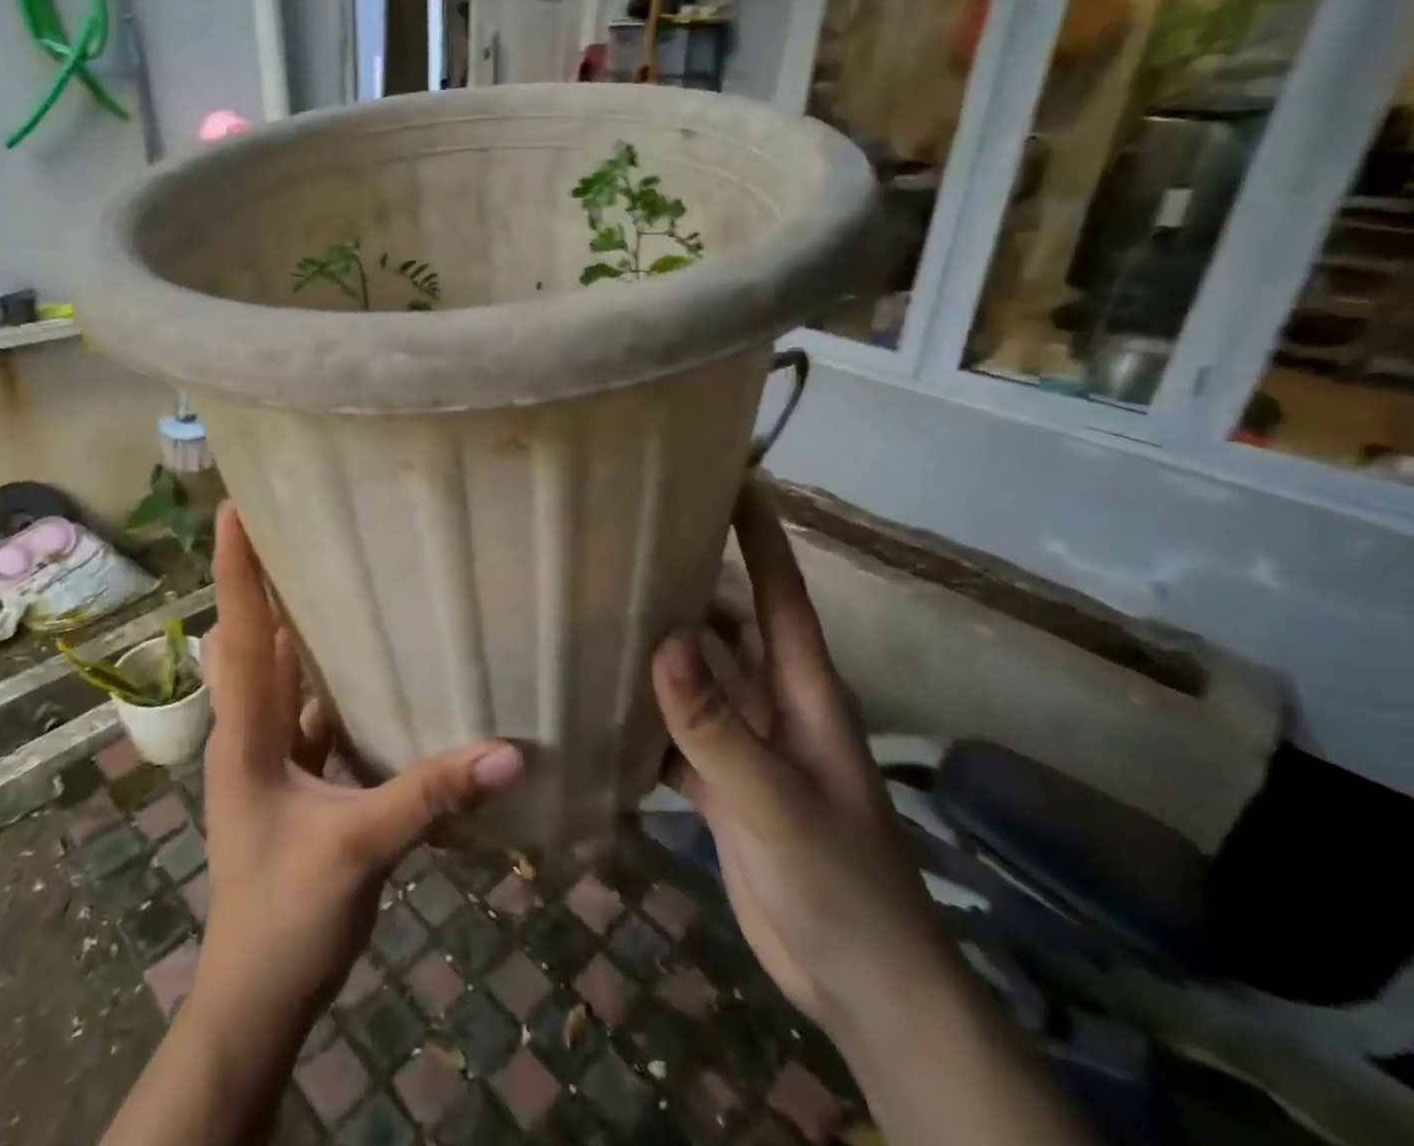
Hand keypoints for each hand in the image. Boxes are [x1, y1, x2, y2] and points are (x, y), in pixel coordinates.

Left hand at [194, 504, 524, 1029]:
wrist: (258, 995)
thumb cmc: (285, 916)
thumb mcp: (359, 849)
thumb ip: (430, 795)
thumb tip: (507, 750)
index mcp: (244, 734)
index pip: (239, 635)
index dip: (234, 570)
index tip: (232, 509)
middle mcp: (249, 731)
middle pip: (253, 640)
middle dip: (266, 582)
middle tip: (297, 524)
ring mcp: (268, 755)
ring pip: (281, 673)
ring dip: (298, 627)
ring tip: (335, 572)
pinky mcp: (293, 777)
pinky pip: (309, 709)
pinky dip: (329, 679)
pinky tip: (368, 662)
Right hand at [654, 472, 953, 1039]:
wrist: (861, 985)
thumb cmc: (839, 881)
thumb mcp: (775, 799)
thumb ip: (717, 724)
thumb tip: (665, 639)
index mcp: (803, 689)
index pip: (780, 591)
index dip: (759, 534)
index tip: (731, 477)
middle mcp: (774, 702)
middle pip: (728, 626)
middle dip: (689, 584)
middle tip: (627, 544)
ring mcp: (748, 744)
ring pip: (697, 678)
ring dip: (659, 651)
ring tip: (600, 612)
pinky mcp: (724, 784)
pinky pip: (678, 733)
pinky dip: (646, 718)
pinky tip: (601, 705)